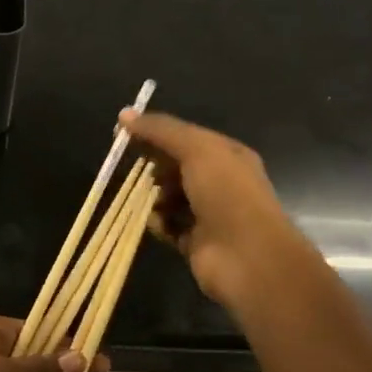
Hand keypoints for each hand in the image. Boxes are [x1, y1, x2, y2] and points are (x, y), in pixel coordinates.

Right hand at [120, 109, 298, 309]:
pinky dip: (159, 223)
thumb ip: (160, 131)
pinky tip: (157, 223)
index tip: (122, 133)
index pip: (184, 137)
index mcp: (226, 155)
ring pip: (169, 197)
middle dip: (153, 167)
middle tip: (133, 168)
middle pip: (175, 167)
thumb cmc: (226, 194)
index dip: (155, 133)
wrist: (248, 256)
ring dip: (154, 197)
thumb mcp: (196, 150)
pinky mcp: (195, 241)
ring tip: (151, 200)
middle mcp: (219, 182)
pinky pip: (168, 225)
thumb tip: (124, 114)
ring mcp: (208, 213)